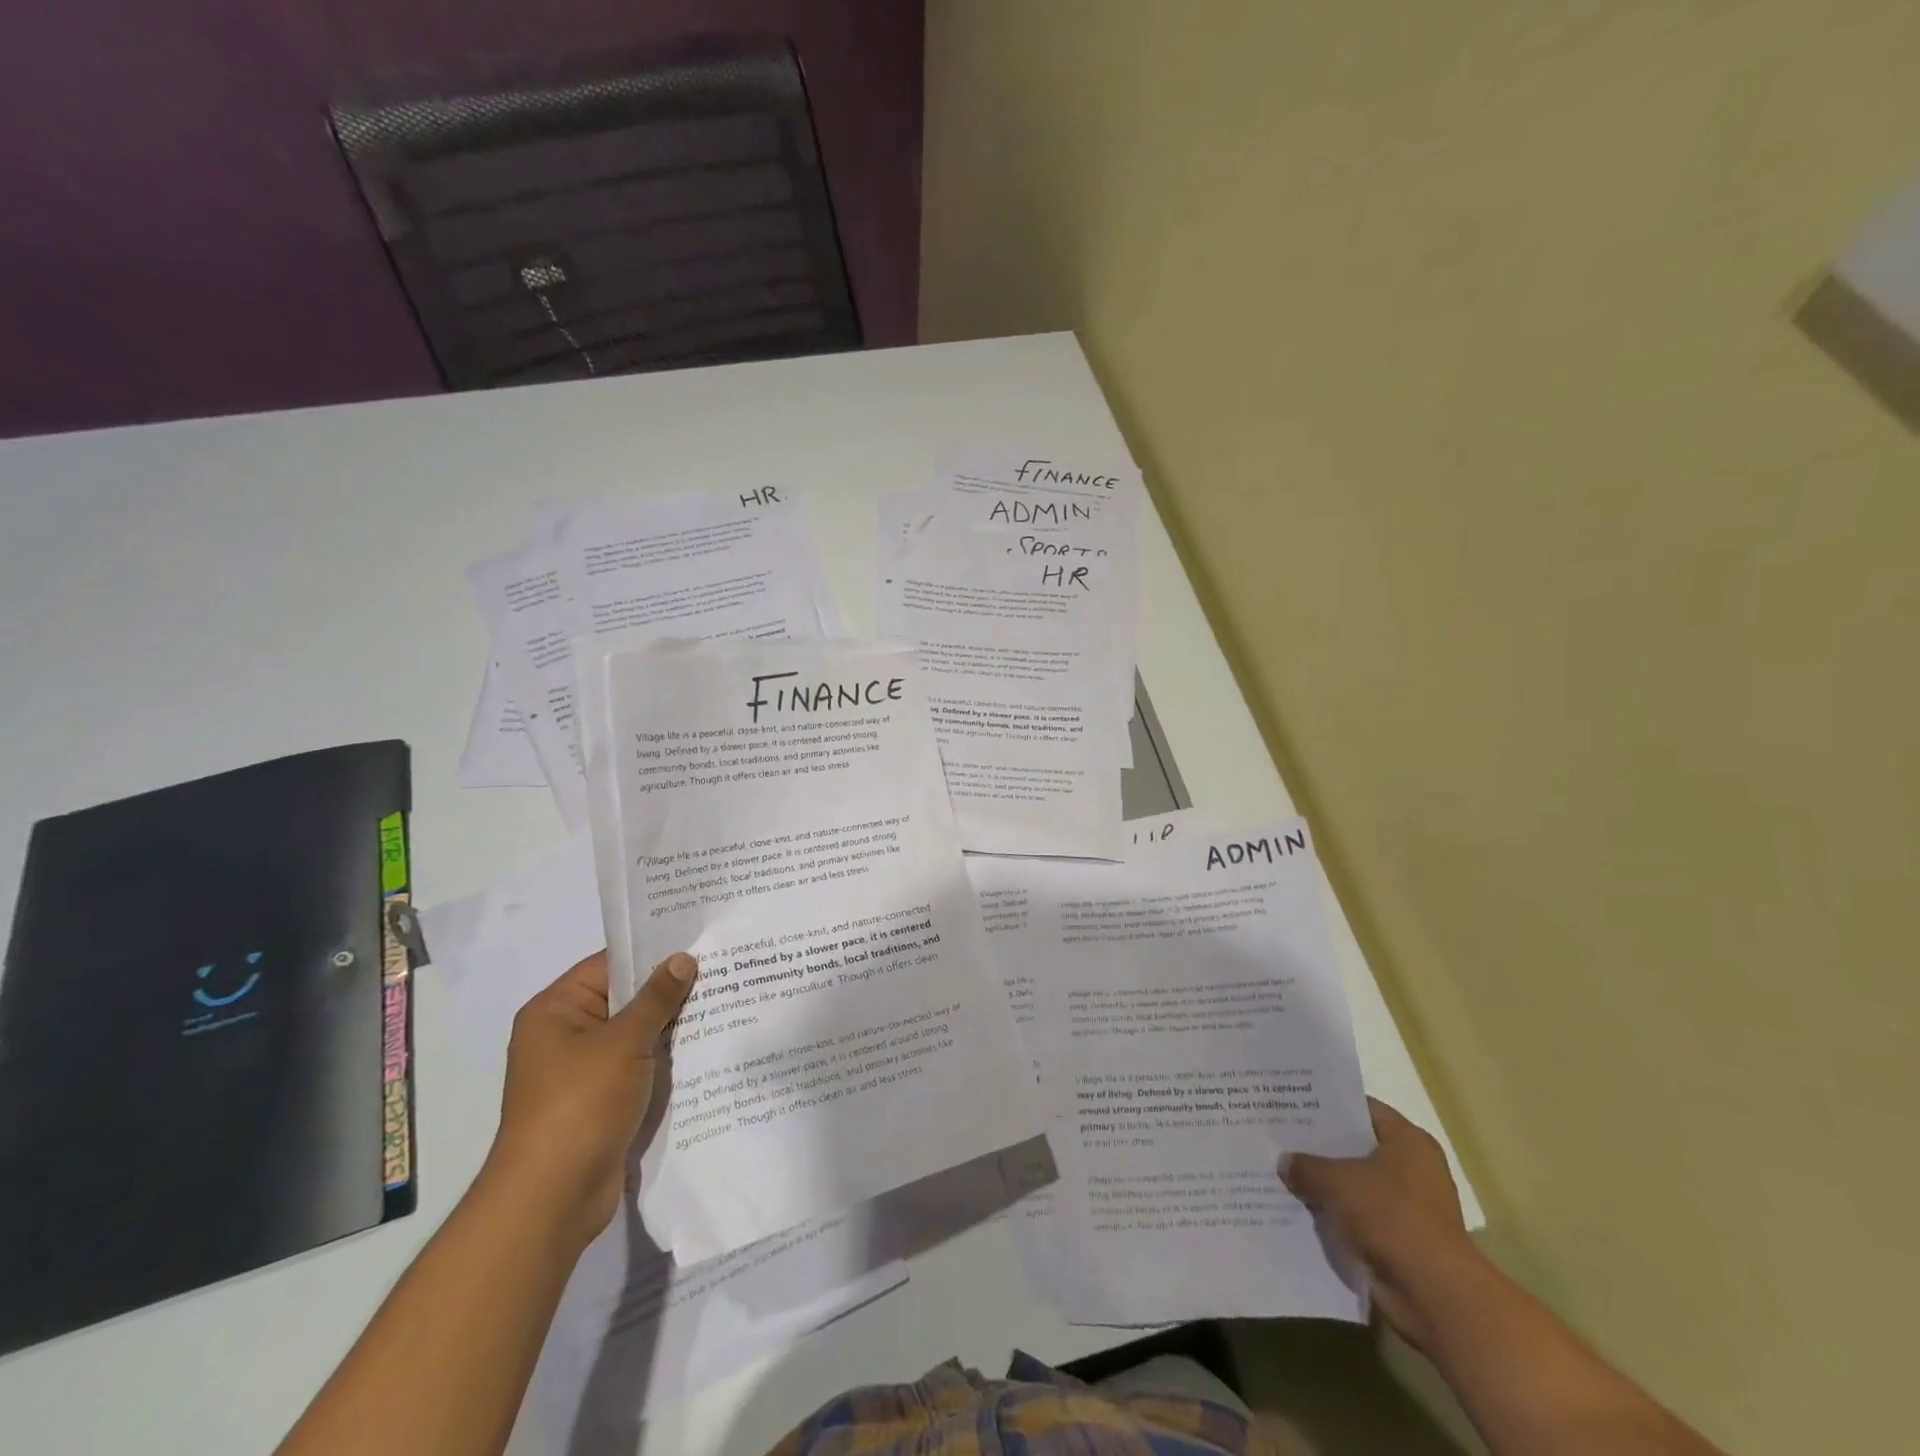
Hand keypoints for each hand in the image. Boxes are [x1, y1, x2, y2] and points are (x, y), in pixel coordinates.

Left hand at [483, 950, 696, 1251]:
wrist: (552, 1199)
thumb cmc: (579, 1105)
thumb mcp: (622, 1043)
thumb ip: (656, 999)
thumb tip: (682, 959)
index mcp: (556, 1010)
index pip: (610, 964)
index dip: (653, 952)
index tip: (699, 940)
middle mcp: (566, 1035)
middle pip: (626, 998)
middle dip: (671, 989)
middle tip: (723, 967)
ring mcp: (584, 1070)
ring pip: (637, 1034)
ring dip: (673, 1025)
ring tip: (726, 1001)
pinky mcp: (602, 1100)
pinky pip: (640, 1065)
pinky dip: (667, 1058)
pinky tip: (708, 1046)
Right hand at [1280, 1098, 1480, 1349]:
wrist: (1434, 1294)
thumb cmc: (1391, 1217)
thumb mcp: (1338, 1181)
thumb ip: (1307, 1166)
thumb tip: (1285, 1162)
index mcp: (1408, 1141)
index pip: (1361, 1109)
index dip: (1326, 1106)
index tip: (1292, 1104)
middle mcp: (1414, 1168)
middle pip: (1357, 1148)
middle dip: (1321, 1147)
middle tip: (1280, 1137)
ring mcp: (1410, 1207)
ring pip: (1356, 1185)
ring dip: (1327, 1185)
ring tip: (1283, 1173)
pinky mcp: (1402, 1240)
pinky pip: (1360, 1217)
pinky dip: (1336, 1216)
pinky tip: (1301, 1209)